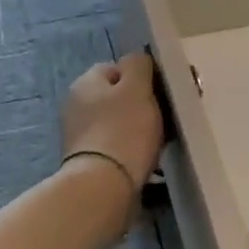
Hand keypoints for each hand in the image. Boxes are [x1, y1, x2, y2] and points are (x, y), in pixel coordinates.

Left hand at [60, 52, 164, 189]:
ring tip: (164, 139)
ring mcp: (82, 136)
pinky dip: (135, 148)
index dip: (144, 75)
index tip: (165, 89)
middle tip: (169, 116)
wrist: (104, 187)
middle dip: (145, 103)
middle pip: (119, 96)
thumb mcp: (137, 87)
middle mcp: (78, 106)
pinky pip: (119, 146)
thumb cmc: (123, 130)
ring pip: (121, 122)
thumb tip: (139, 61)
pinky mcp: (91, 161)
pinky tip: (150, 158)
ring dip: (142, 128)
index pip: (117, 68)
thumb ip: (139, 65)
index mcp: (86, 83)